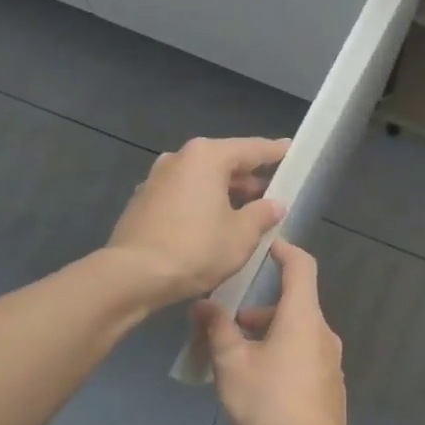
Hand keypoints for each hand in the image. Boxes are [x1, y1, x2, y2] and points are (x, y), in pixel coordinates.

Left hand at [106, 137, 287, 305]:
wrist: (133, 275)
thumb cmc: (196, 249)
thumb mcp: (241, 235)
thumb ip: (263, 214)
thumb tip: (275, 204)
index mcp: (207, 157)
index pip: (251, 149)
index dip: (274, 152)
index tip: (290, 150)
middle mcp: (179, 159)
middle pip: (223, 162)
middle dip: (248, 177)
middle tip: (272, 190)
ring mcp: (156, 179)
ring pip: (201, 180)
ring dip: (224, 193)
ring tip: (245, 212)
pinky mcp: (143, 202)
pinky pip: (183, 196)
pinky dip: (201, 204)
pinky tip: (212, 225)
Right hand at [192, 240, 348, 424]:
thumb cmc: (268, 406)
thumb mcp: (232, 366)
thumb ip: (218, 330)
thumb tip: (204, 304)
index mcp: (302, 318)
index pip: (301, 266)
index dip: (283, 250)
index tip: (262, 246)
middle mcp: (322, 333)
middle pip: (292, 304)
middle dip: (257, 310)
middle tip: (223, 328)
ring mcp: (329, 361)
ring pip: (295, 334)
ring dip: (265, 337)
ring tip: (231, 362)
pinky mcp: (329, 386)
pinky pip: (302, 357)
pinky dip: (279, 356)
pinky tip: (255, 386)